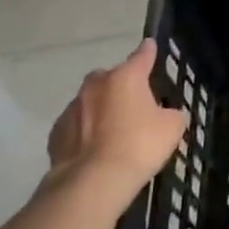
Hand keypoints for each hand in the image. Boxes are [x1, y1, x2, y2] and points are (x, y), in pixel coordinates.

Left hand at [47, 40, 188, 200]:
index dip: (148, 52)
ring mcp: (72, 108)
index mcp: (126, 77)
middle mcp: (96, 85)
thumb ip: (172, 114)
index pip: (142, 56)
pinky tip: (94, 150)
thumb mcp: (171, 129)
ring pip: (90, 102)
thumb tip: (168, 114)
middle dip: (120, 86)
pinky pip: (75, 126)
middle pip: (110, 77)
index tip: (150, 46)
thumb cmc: (138, 146)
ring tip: (113, 133)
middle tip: (133, 105)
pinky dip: (84, 133)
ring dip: (101, 110)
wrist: (92, 182)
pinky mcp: (56, 134)